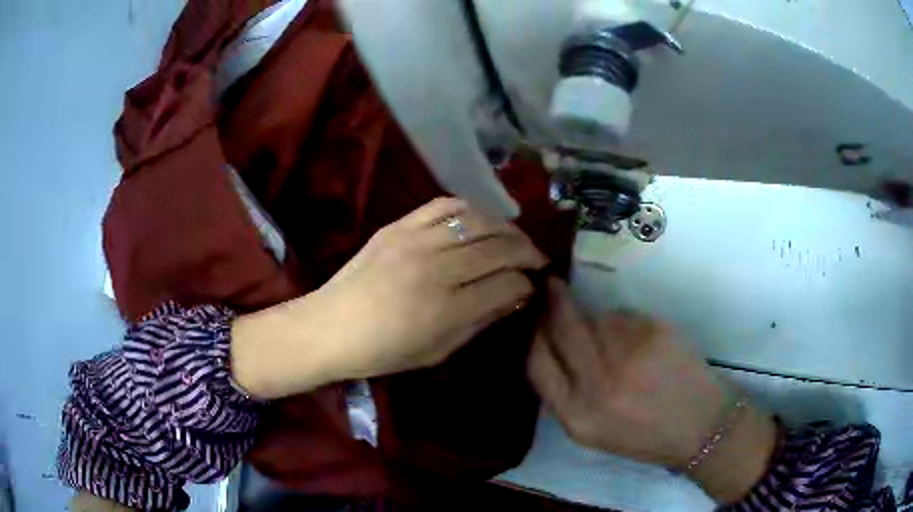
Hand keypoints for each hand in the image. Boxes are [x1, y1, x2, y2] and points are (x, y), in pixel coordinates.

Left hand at [232, 197, 547, 397]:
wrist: (328, 327)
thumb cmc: (381, 352)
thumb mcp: (436, 351)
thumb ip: (479, 322)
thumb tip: (515, 297)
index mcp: (445, 310)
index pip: (507, 284)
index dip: (527, 284)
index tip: (533, 286)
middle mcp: (436, 269)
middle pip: (499, 248)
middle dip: (527, 252)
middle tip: (537, 259)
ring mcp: (415, 241)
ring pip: (478, 221)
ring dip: (506, 228)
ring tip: (515, 238)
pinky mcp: (398, 226)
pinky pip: (444, 205)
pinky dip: (470, 209)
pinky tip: (481, 220)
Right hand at [527, 280, 776, 503]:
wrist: (699, 426)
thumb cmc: (644, 435)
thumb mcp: (592, 432)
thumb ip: (565, 395)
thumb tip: (546, 343)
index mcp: (576, 416)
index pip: (536, 362)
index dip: (533, 334)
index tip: (535, 317)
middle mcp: (596, 385)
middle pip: (560, 328)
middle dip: (552, 302)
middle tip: (552, 286)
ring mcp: (627, 356)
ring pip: (594, 317)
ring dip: (595, 317)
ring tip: (614, 335)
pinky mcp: (653, 333)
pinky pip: (624, 315)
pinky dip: (624, 321)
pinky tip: (640, 339)